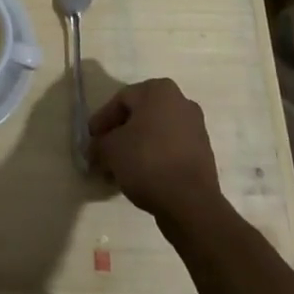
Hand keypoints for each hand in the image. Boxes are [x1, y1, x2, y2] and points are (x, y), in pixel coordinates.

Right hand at [89, 78, 223, 223]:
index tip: (91, 141)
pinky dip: (153, 159)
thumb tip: (94, 150)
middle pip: (139, 116)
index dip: (102, 121)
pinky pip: (170, 151)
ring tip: (119, 171)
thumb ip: (98, 145)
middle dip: (119, 136)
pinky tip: (140, 178)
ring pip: (155, 134)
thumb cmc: (147, 161)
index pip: (121, 100)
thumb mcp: (110, 150)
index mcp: (159, 90)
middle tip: (103, 155)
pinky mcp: (203, 155)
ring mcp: (195, 129)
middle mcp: (180, 102)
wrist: (191, 203)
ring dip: (135, 149)